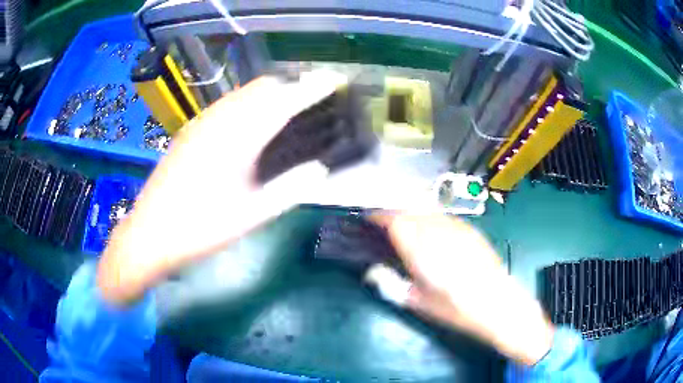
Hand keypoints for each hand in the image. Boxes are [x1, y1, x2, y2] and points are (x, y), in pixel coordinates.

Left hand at [97, 72, 345, 304]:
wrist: (150, 233)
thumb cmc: (200, 229)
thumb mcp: (249, 216)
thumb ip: (288, 190)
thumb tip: (320, 169)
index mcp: (236, 140)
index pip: (283, 102)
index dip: (312, 88)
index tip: (334, 80)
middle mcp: (218, 121)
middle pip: (263, 87)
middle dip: (292, 85)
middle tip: (314, 98)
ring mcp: (201, 122)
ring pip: (244, 92)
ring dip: (270, 92)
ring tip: (289, 106)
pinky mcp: (191, 130)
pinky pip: (228, 103)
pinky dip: (249, 102)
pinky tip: (252, 121)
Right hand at [371, 213, 553, 365]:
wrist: (497, 304)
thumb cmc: (455, 309)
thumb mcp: (419, 303)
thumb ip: (392, 285)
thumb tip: (372, 273)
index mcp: (422, 250)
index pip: (395, 221)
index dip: (380, 217)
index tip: (370, 219)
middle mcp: (438, 232)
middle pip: (410, 211)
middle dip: (394, 214)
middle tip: (385, 226)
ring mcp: (457, 228)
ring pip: (427, 211)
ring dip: (412, 215)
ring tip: (407, 227)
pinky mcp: (470, 230)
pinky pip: (444, 217)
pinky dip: (431, 219)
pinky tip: (433, 232)